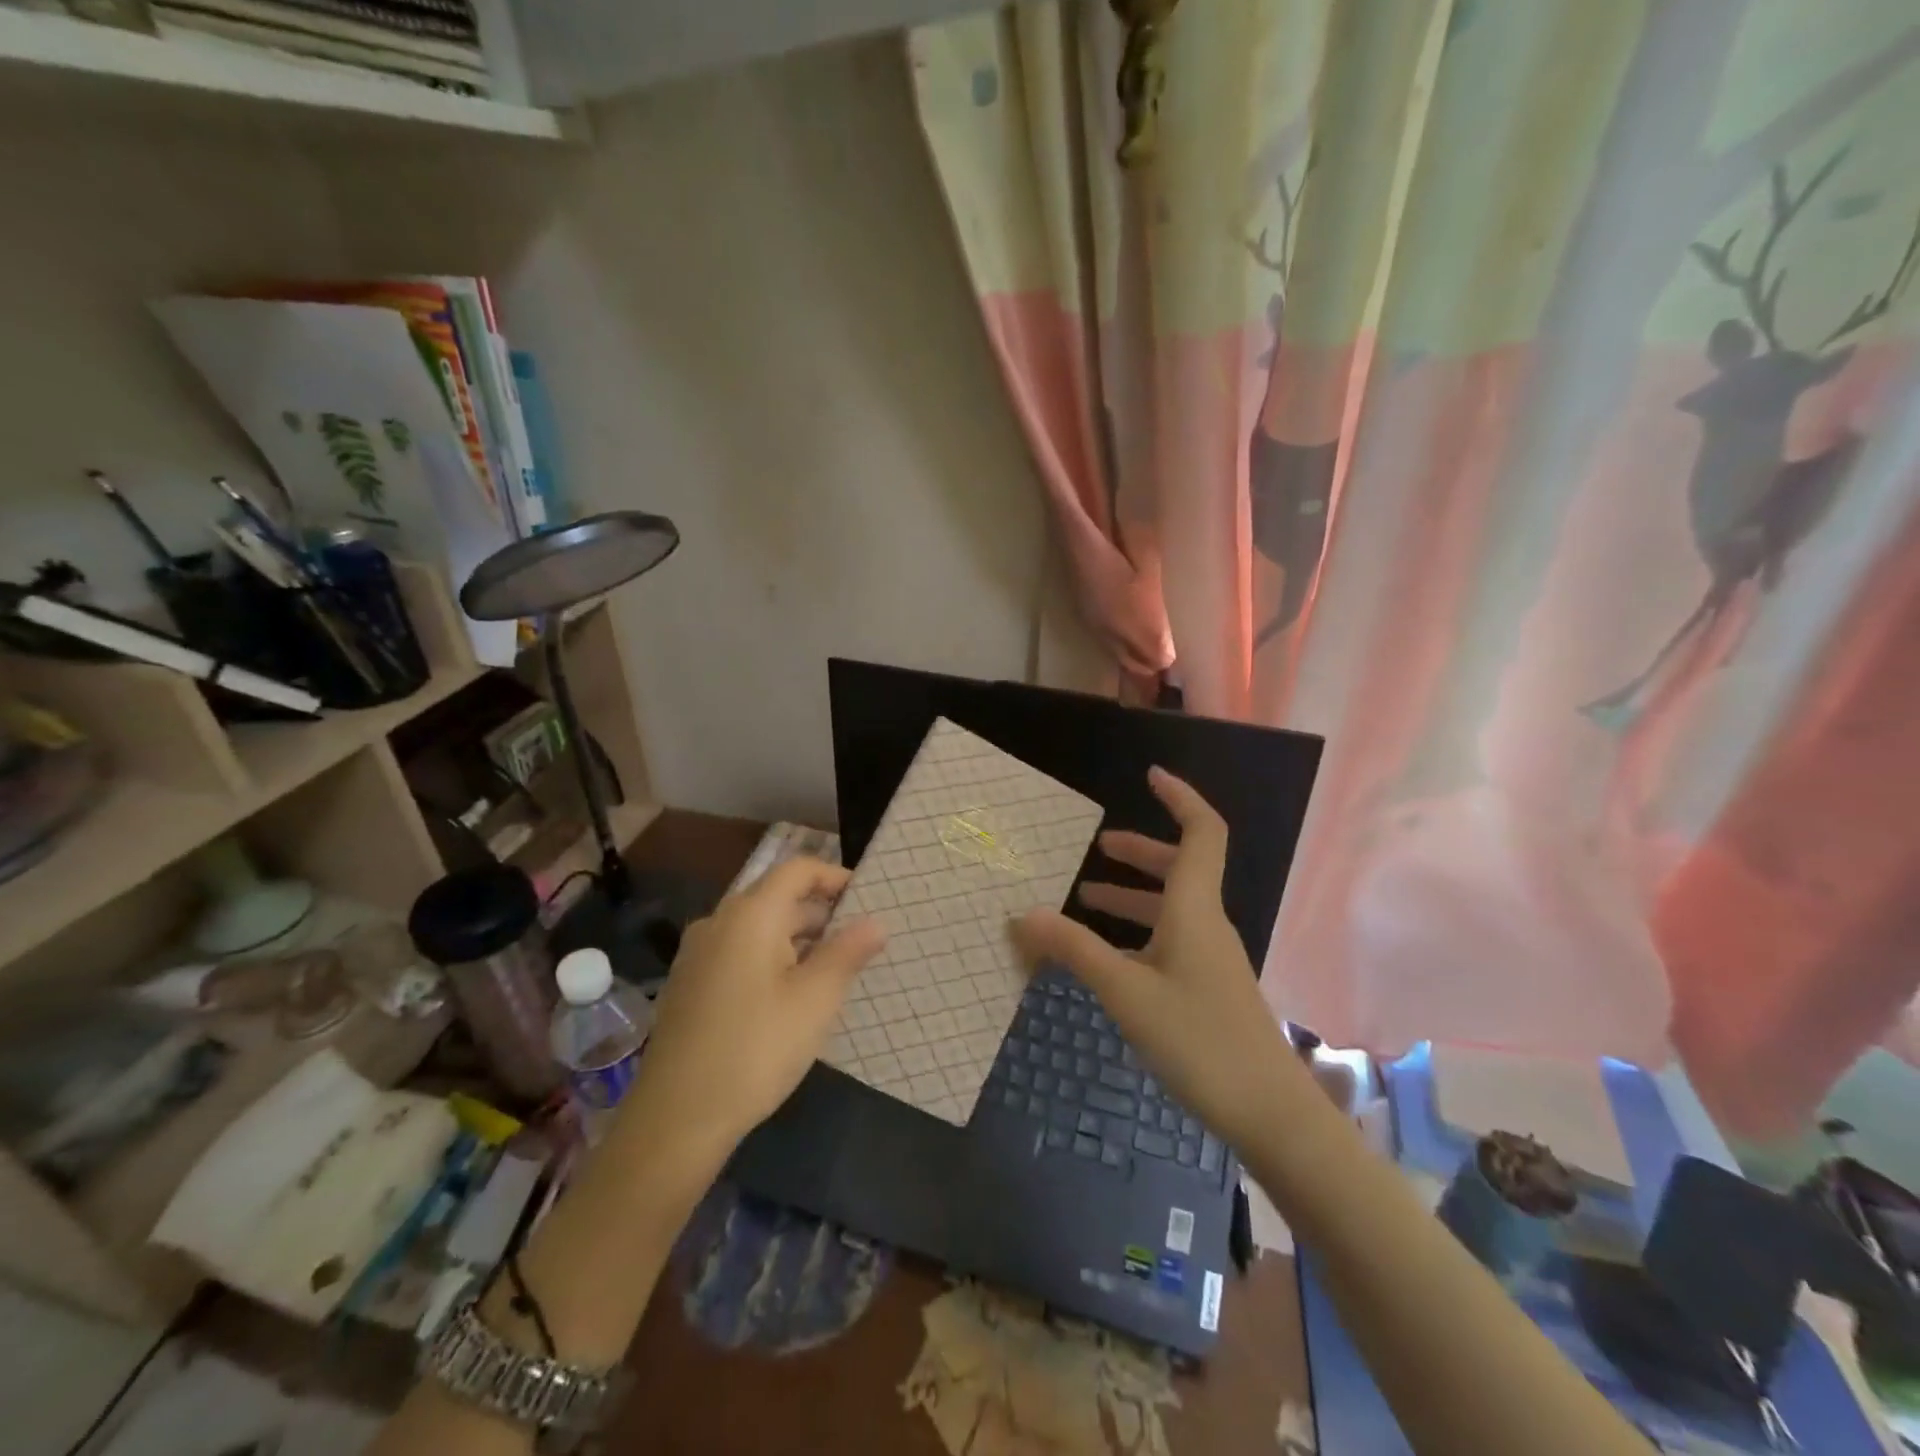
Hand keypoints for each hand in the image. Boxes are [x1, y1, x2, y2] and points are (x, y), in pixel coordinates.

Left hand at [624, 858, 885, 1152]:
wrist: (675, 1119)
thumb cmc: (756, 1049)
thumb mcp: (815, 1001)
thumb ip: (848, 953)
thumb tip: (876, 922)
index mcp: (749, 914)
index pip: (797, 869)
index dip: (835, 876)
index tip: (867, 899)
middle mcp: (718, 922)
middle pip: (777, 897)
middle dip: (821, 913)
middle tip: (859, 942)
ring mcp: (697, 954)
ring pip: (757, 928)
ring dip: (797, 939)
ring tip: (831, 972)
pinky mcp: (688, 985)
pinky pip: (738, 952)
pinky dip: (770, 958)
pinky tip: (789, 997)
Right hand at [1012, 768, 1299, 1150]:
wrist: (1270, 1113)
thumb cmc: (1199, 1040)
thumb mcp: (1126, 993)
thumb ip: (1075, 951)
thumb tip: (1024, 914)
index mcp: (1195, 909)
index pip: (1201, 833)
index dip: (1180, 799)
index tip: (1150, 776)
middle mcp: (1207, 924)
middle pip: (1181, 868)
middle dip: (1140, 851)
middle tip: (1099, 847)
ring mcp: (1210, 958)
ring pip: (1172, 907)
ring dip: (1133, 895)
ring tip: (1087, 896)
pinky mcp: (1208, 988)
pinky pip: (1170, 940)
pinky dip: (1137, 932)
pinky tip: (1108, 956)